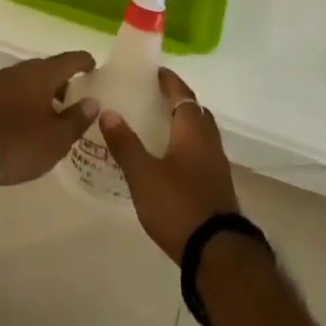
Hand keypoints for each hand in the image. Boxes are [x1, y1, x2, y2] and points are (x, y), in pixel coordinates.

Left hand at [0, 51, 99, 185]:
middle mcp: (21, 69)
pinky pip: (14, 92)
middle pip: (48, 69)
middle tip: (76, 97)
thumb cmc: (19, 141)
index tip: (94, 68)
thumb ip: (77, 119)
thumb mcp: (56, 138)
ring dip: (43, 92)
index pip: (70, 59)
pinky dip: (26, 101)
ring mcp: (0, 81)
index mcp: (42, 73)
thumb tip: (92, 102)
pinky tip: (30, 120)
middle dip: (63, 81)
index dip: (84, 62)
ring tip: (54, 112)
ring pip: (30, 81)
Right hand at [99, 68, 239, 261]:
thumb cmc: (179, 206)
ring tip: (154, 126)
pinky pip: (199, 153)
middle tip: (150, 97)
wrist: (218, 254)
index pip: (182, 94)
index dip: (168, 80)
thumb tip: (108, 111)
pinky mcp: (216, 186)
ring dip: (180, 124)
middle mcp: (209, 141)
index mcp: (193, 130)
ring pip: (198, 133)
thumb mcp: (144, 175)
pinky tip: (166, 159)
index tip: (153, 71)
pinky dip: (184, 146)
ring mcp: (216, 165)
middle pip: (194, 111)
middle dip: (175, 101)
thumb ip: (125, 143)